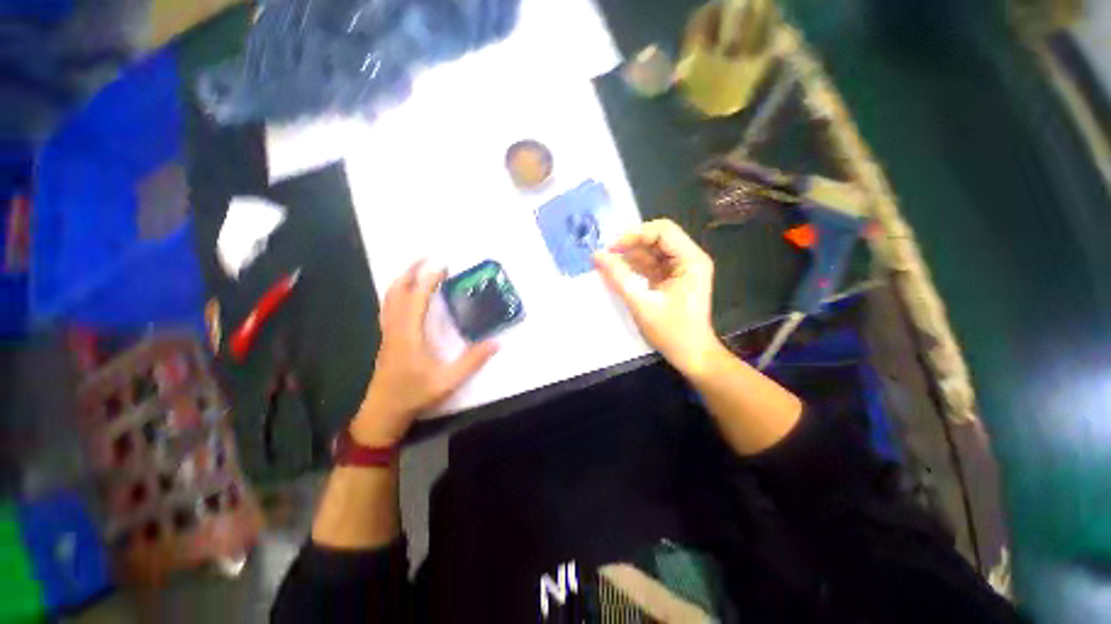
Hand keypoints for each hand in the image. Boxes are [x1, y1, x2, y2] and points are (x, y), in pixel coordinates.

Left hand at [352, 261, 497, 445]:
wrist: (383, 413)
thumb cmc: (414, 395)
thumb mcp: (448, 381)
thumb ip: (472, 361)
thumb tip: (495, 343)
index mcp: (409, 334)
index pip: (417, 298)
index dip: (429, 279)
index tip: (442, 264)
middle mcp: (395, 328)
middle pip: (397, 291)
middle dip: (411, 271)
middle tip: (426, 257)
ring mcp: (388, 333)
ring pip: (389, 298)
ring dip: (402, 279)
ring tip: (417, 269)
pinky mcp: (387, 338)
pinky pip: (389, 307)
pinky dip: (397, 292)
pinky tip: (406, 294)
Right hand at [593, 219, 724, 377]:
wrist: (691, 355)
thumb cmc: (672, 332)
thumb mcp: (641, 303)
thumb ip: (619, 277)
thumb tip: (596, 256)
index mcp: (691, 260)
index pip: (663, 231)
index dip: (635, 235)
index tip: (613, 248)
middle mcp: (689, 258)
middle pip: (657, 238)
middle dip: (631, 245)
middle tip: (607, 256)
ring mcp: (681, 268)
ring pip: (652, 251)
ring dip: (630, 256)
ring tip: (608, 264)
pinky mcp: (673, 278)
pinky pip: (651, 264)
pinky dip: (635, 267)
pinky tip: (618, 273)